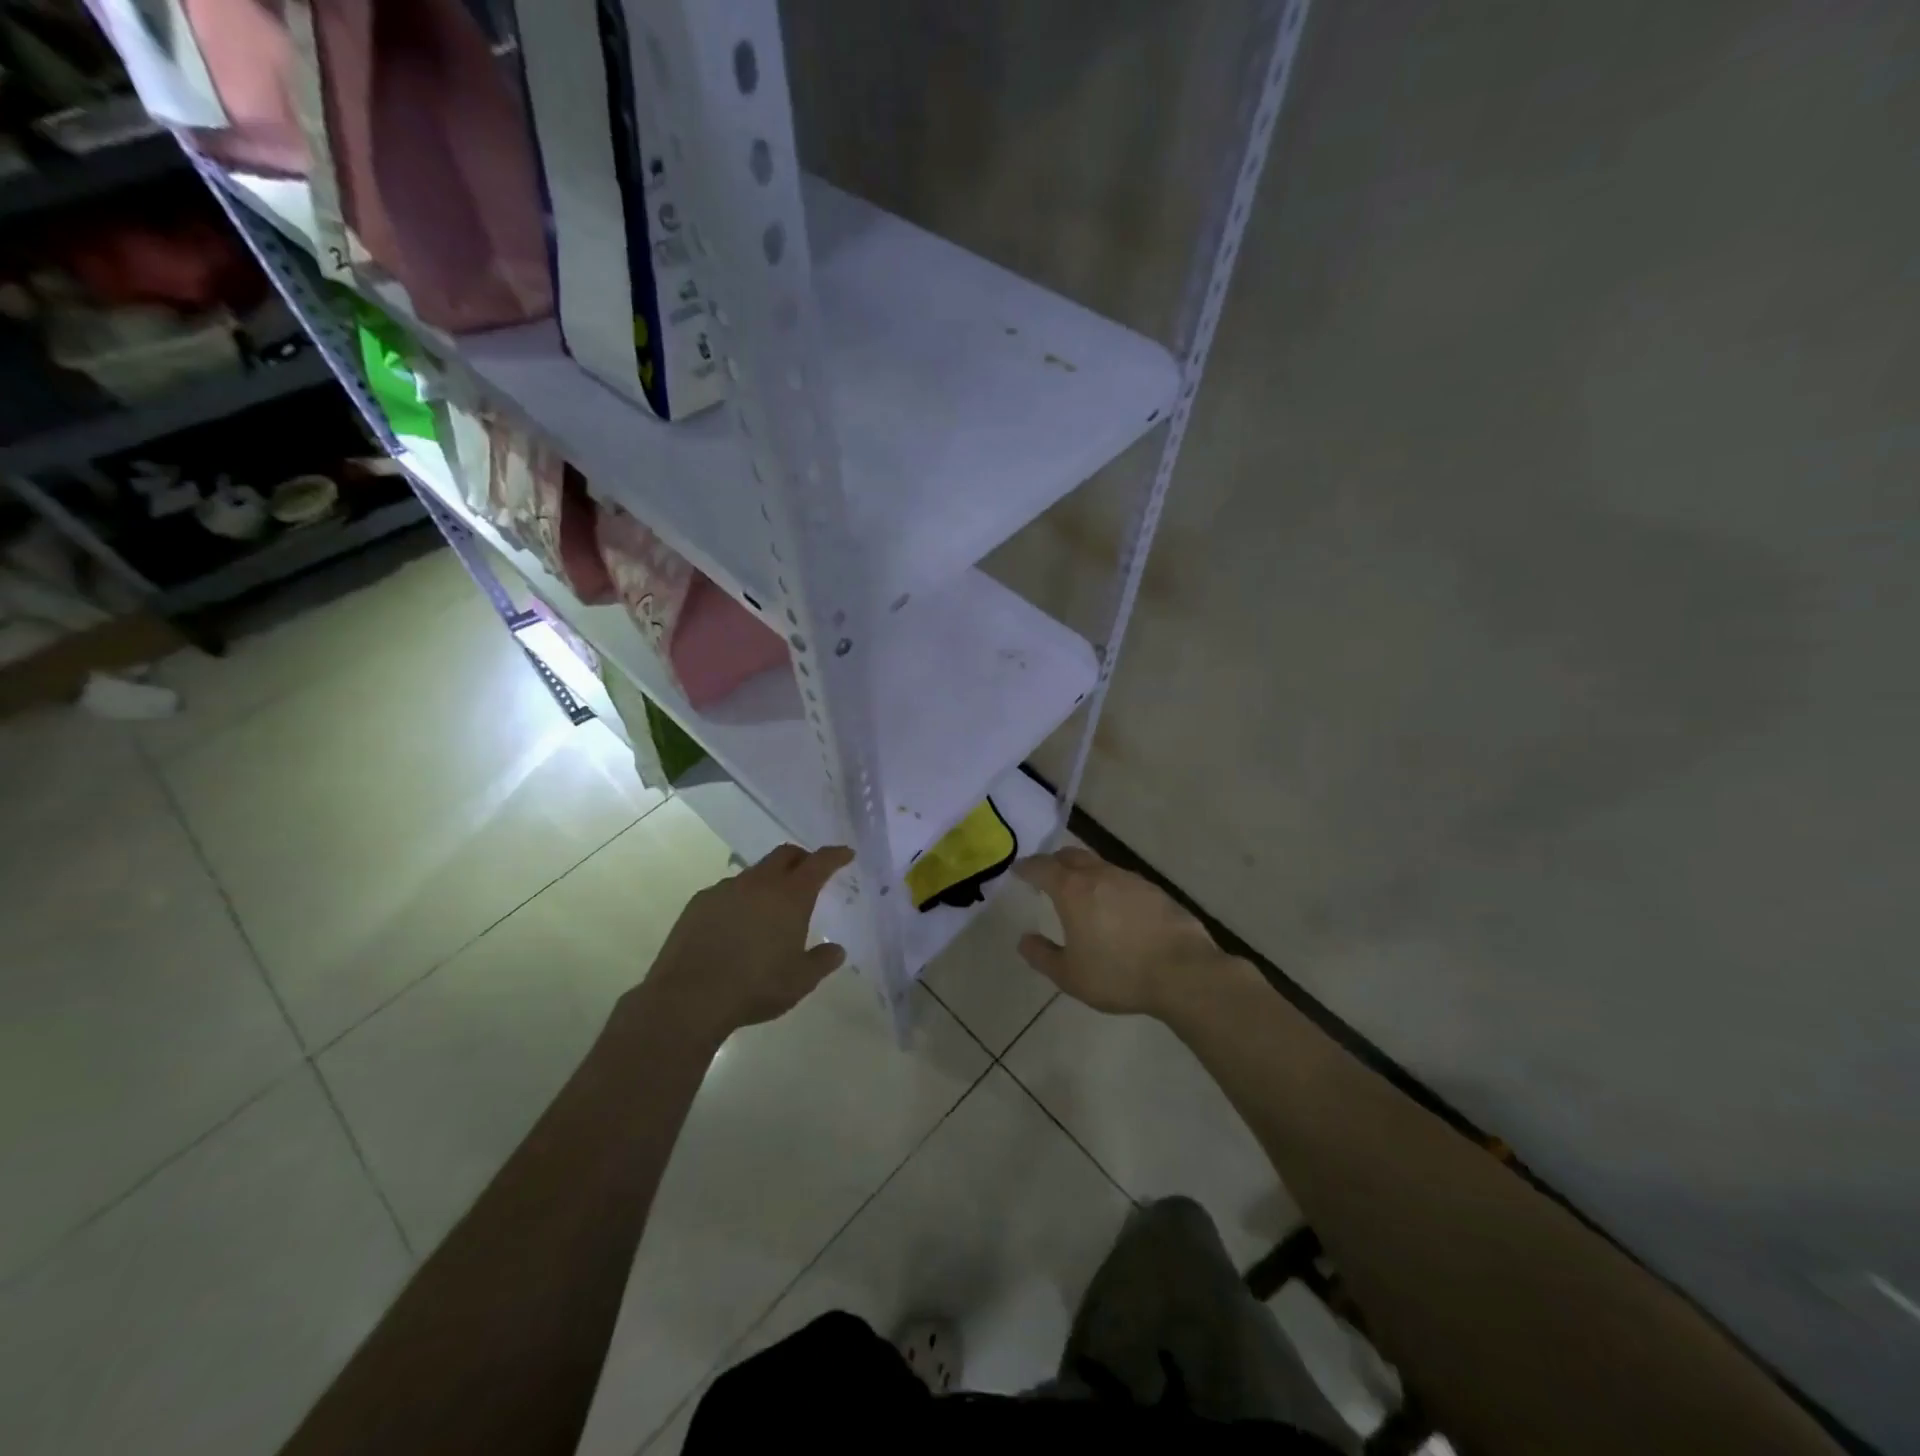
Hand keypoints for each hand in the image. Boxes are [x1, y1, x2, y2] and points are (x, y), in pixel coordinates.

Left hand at [635, 843, 853, 1044]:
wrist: (689, 997)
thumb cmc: (755, 987)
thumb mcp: (800, 981)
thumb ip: (822, 961)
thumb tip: (836, 950)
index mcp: (791, 896)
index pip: (819, 863)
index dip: (835, 856)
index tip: (846, 854)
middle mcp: (759, 883)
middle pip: (785, 854)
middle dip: (801, 858)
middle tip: (809, 872)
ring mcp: (726, 889)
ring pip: (755, 872)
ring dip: (768, 881)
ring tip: (770, 907)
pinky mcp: (699, 902)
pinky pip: (728, 891)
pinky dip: (740, 898)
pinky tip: (736, 924)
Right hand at [1014, 847, 1228, 1016]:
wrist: (1183, 972)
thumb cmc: (1118, 974)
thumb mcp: (1070, 976)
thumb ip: (1042, 956)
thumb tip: (1024, 940)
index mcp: (1073, 890)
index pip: (1042, 867)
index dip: (1026, 868)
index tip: (1017, 870)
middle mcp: (1100, 875)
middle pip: (1071, 856)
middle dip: (1054, 862)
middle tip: (1046, 876)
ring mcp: (1131, 880)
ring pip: (1099, 865)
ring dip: (1084, 872)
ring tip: (1080, 892)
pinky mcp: (1155, 891)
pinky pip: (1122, 880)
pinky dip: (1109, 886)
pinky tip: (1115, 907)